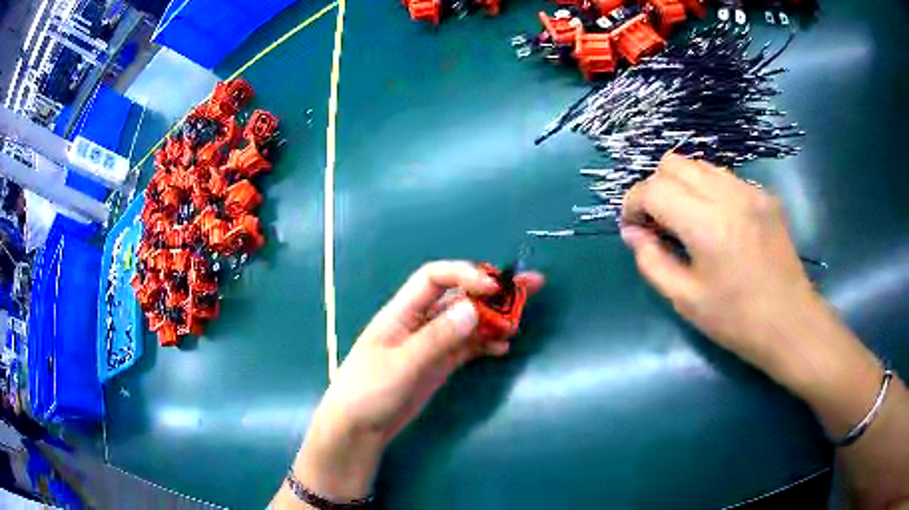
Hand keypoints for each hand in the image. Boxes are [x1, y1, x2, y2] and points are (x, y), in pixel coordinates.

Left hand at [277, 261, 543, 506]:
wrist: (359, 427)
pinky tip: (503, 347)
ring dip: (494, 318)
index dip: (465, 275)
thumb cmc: (369, 391)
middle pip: (459, 296)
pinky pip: (468, 346)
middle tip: (531, 285)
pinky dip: (486, 343)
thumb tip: (471, 308)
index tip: (494, 287)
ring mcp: (432, 344)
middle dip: (492, 290)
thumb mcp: (402, 364)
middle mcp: (420, 322)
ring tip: (517, 324)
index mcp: (402, 312)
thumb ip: (436, 337)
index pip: (434, 278)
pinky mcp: (440, 363)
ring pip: (468, 321)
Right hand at [619, 153, 819, 374]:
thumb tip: (632, 232)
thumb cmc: (736, 321)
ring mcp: (751, 190)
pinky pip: (724, 177)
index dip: (634, 203)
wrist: (791, 324)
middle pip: (674, 163)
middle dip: (656, 188)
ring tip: (687, 222)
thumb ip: (651, 261)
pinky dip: (708, 191)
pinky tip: (717, 223)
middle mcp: (729, 195)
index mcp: (708, 225)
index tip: (634, 227)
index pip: (654, 188)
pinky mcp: (765, 195)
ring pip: (699, 165)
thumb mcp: (685, 300)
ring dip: (682, 186)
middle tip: (659, 224)